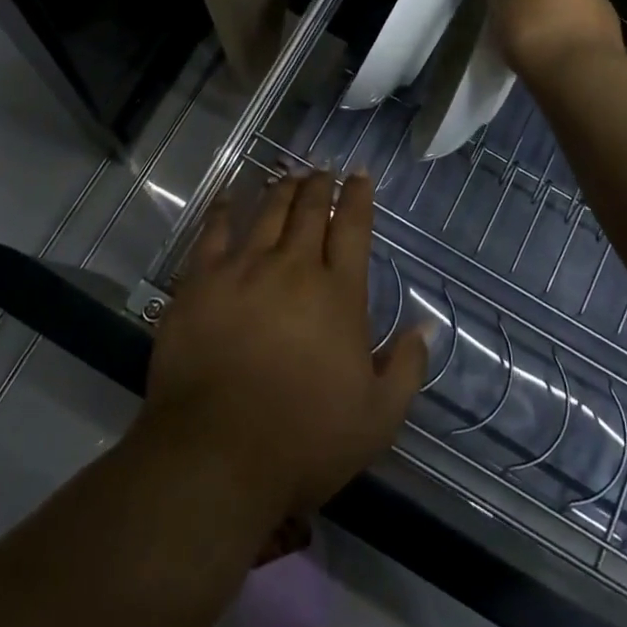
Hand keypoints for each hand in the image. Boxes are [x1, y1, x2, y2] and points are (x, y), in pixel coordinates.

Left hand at [140, 171, 428, 517]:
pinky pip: (214, 230)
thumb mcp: (377, 418)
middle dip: (319, 186)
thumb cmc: (304, 441)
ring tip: (288, 175)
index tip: (359, 175)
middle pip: (308, 211)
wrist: (215, 455)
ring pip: (267, 212)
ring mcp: (243, 269)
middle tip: (322, 171)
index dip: (357, 197)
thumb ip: (406, 367)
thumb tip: (426, 325)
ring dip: (281, 189)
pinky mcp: (201, 281)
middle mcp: (293, 268)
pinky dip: (225, 207)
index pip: (352, 228)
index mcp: (338, 294)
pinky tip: (231, 194)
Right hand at [482, 0, 624, 79]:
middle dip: (540, 11)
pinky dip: (567, 51)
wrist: (579, 75)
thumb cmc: (535, 30)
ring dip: (556, 32)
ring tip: (535, 54)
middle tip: (518, 32)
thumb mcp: (503, 2)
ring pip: (571, 21)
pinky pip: (580, 44)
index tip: (508, 10)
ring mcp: (605, 19)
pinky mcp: (612, 49)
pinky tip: (553, 66)